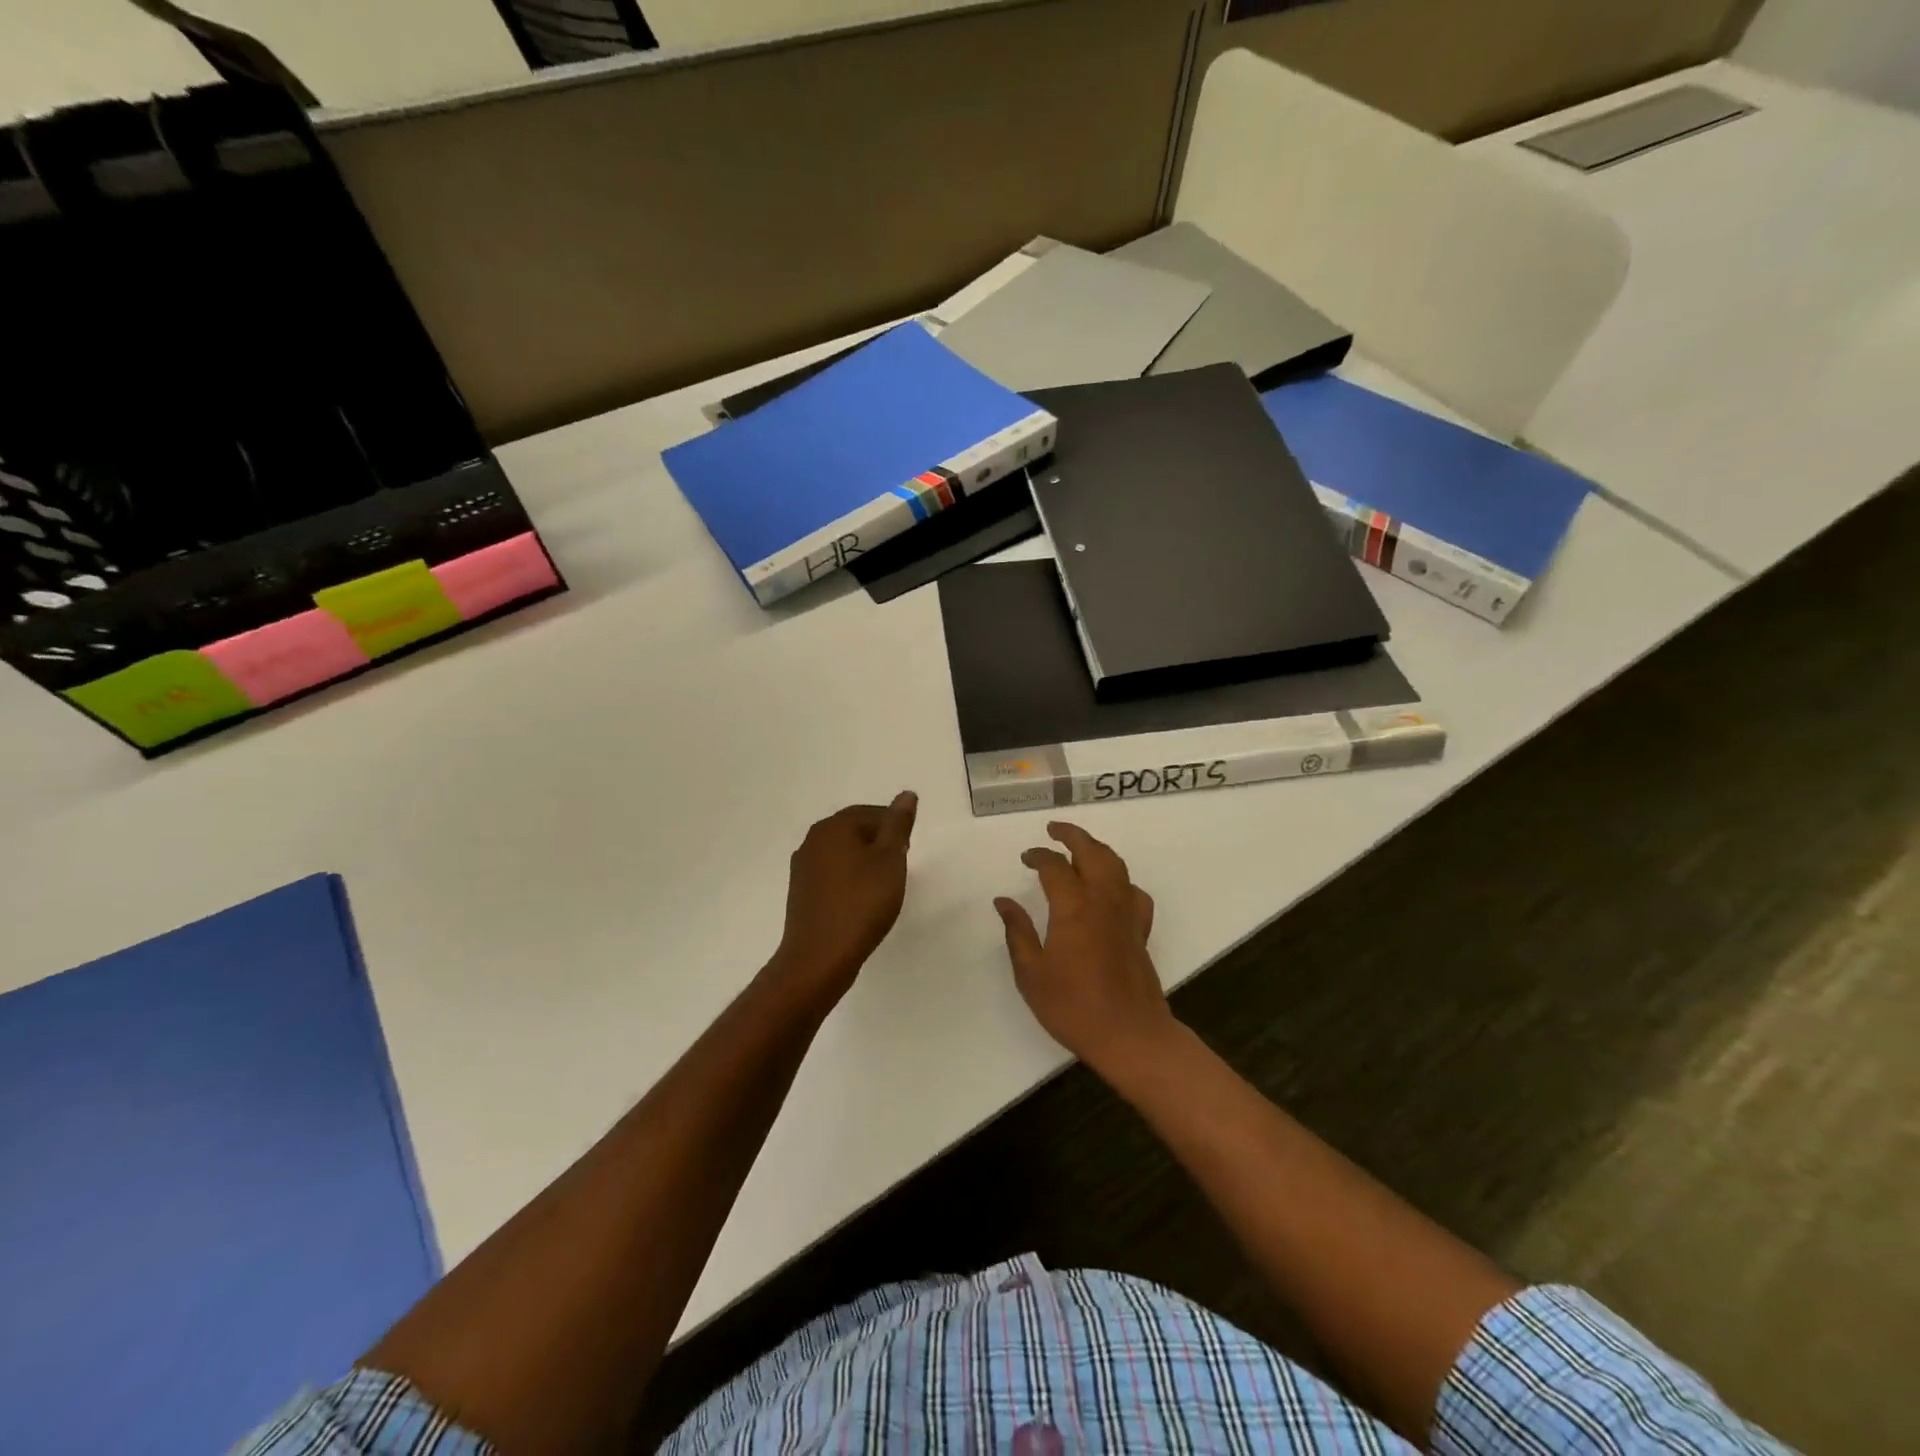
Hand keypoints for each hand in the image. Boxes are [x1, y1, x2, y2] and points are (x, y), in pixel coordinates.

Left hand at [771, 792, 917, 1005]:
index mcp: (833, 827)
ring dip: (864, 862)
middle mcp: (812, 840)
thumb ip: (898, 824)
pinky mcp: (801, 893)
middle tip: (900, 866)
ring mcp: (803, 868)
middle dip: (879, 843)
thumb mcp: (890, 859)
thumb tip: (906, 794)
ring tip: (883, 886)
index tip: (908, 849)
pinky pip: (832, 875)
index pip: (870, 812)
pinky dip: (850, 880)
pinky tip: (862, 901)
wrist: (820, 957)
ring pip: (842, 853)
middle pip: (854, 830)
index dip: (894, 827)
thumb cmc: (861, 903)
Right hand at [995, 822, 1174, 1074]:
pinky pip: (1133, 891)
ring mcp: (1126, 914)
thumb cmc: (1073, 1007)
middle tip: (1054, 830)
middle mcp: (1103, 901)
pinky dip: (1120, 879)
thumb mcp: (1031, 974)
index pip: (1055, 867)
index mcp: (1073, 908)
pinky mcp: (1140, 930)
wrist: (1130, 1035)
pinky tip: (1111, 888)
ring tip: (1080, 847)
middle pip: (1092, 852)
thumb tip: (1003, 901)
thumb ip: (1017, 932)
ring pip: (1116, 865)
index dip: (1038, 856)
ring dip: (1096, 849)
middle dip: (1072, 835)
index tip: (1026, 857)